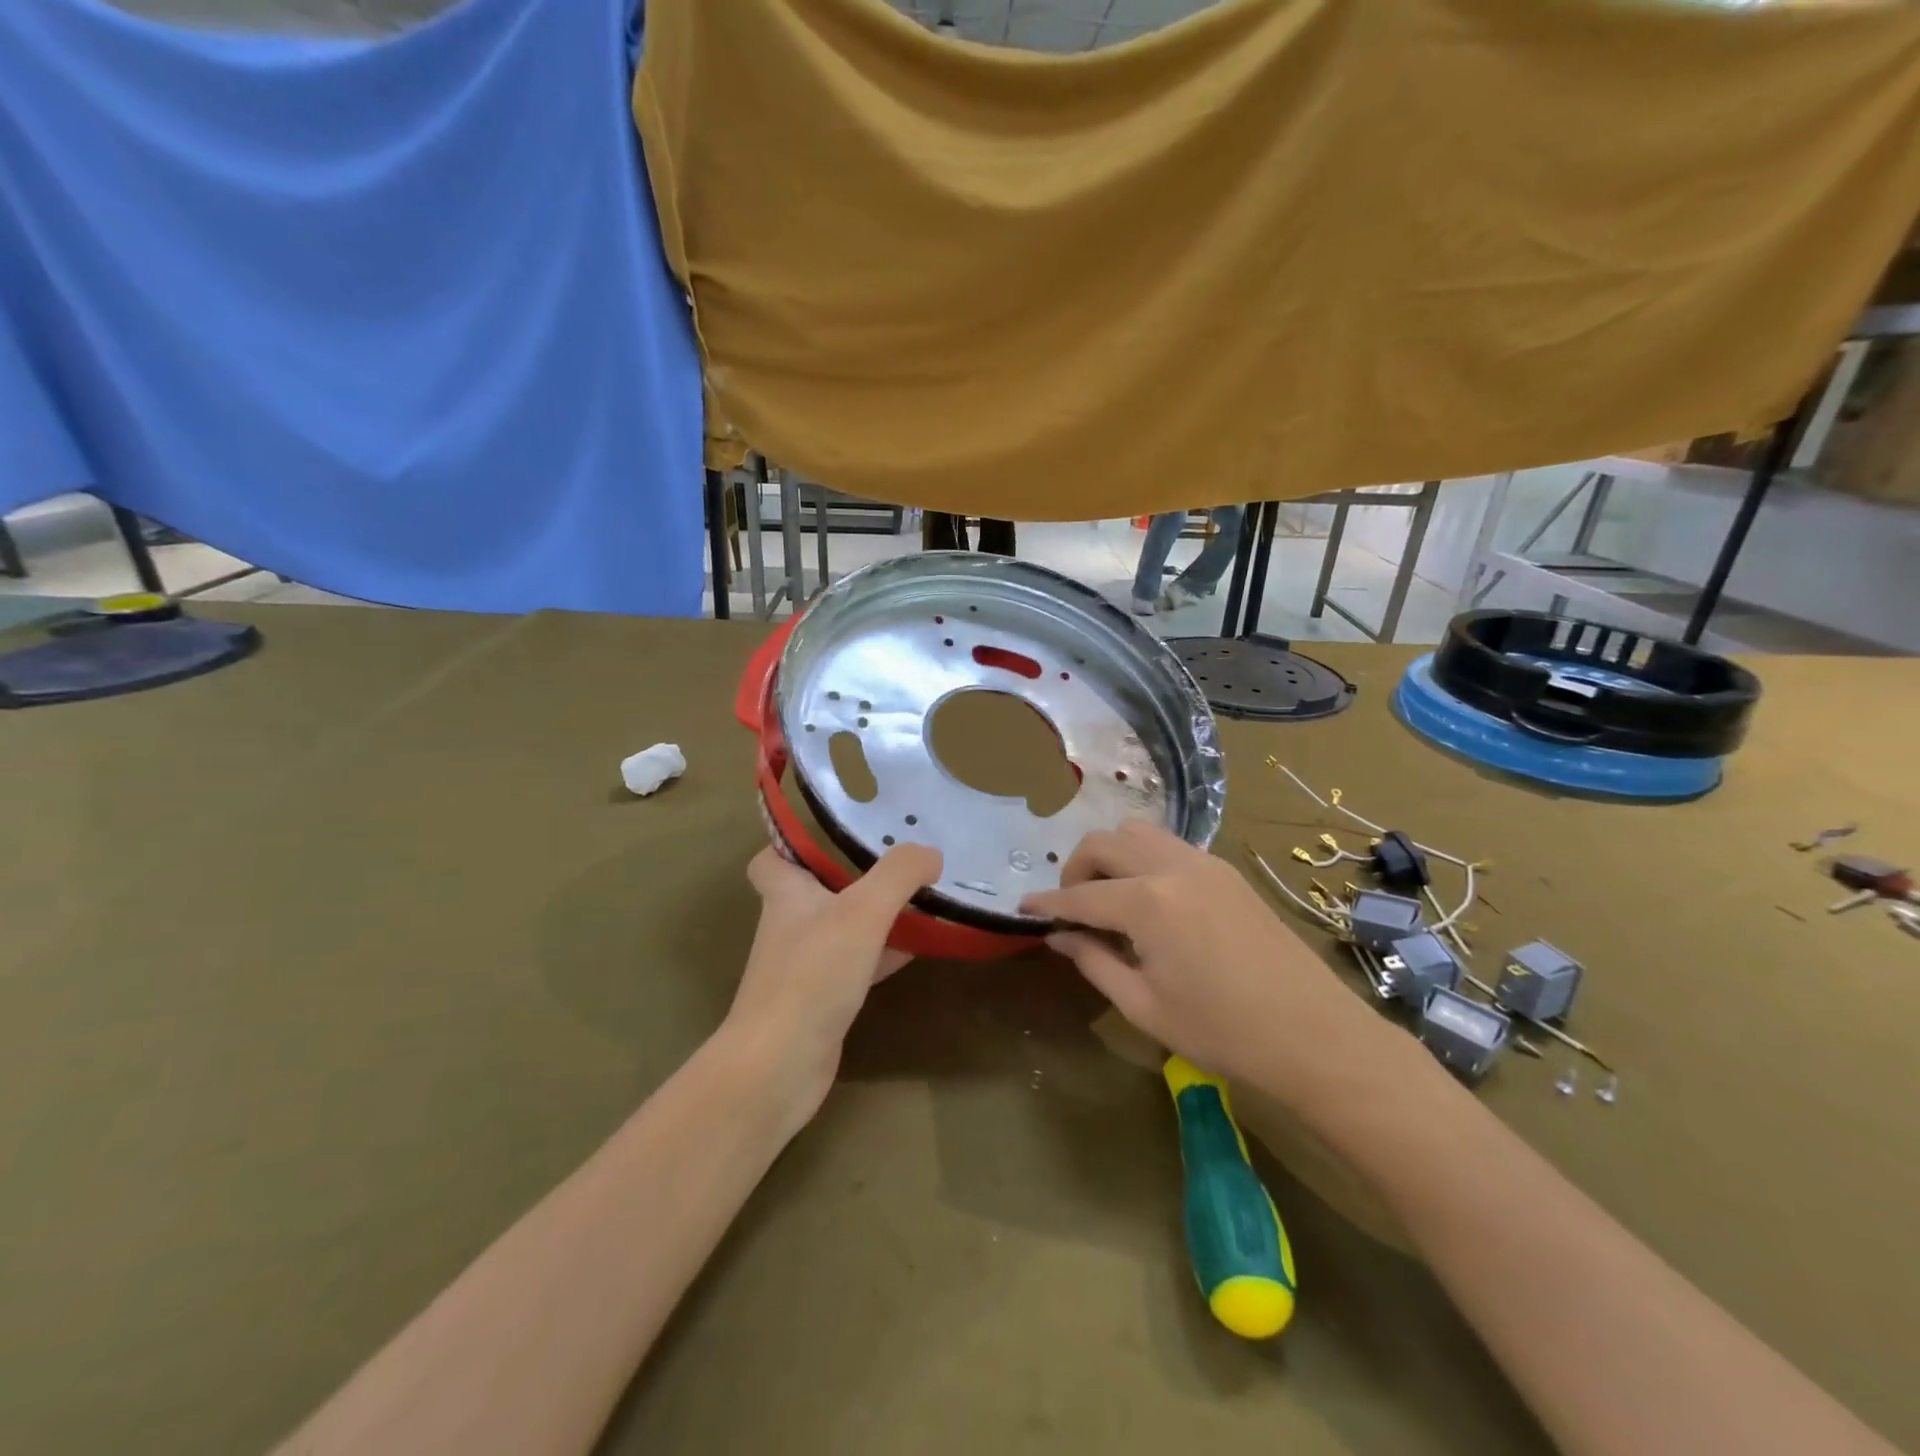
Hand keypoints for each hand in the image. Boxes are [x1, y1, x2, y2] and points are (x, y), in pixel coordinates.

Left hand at [722, 844, 941, 1133]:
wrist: (779, 1066)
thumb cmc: (813, 975)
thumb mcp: (863, 911)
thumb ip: (900, 874)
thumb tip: (930, 854)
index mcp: (785, 894)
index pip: (770, 859)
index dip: (792, 844)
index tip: (832, 836)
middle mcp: (789, 926)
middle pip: (816, 891)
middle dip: (853, 877)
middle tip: (898, 865)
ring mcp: (803, 966)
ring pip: (841, 928)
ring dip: (874, 916)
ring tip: (920, 902)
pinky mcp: (820, 1001)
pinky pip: (854, 964)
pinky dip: (881, 954)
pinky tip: (915, 951)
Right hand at [1020, 820, 1393, 1104]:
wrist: (1314, 1035)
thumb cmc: (1222, 1031)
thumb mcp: (1144, 1006)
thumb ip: (1094, 962)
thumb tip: (1060, 937)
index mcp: (1147, 903)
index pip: (1079, 896)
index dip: (1046, 903)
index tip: (1022, 908)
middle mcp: (1172, 867)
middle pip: (1104, 843)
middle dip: (1076, 869)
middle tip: (1073, 909)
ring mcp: (1204, 863)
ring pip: (1138, 833)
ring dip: (1111, 856)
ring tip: (1110, 899)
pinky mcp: (1227, 871)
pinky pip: (1169, 846)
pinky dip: (1143, 859)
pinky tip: (1150, 900)